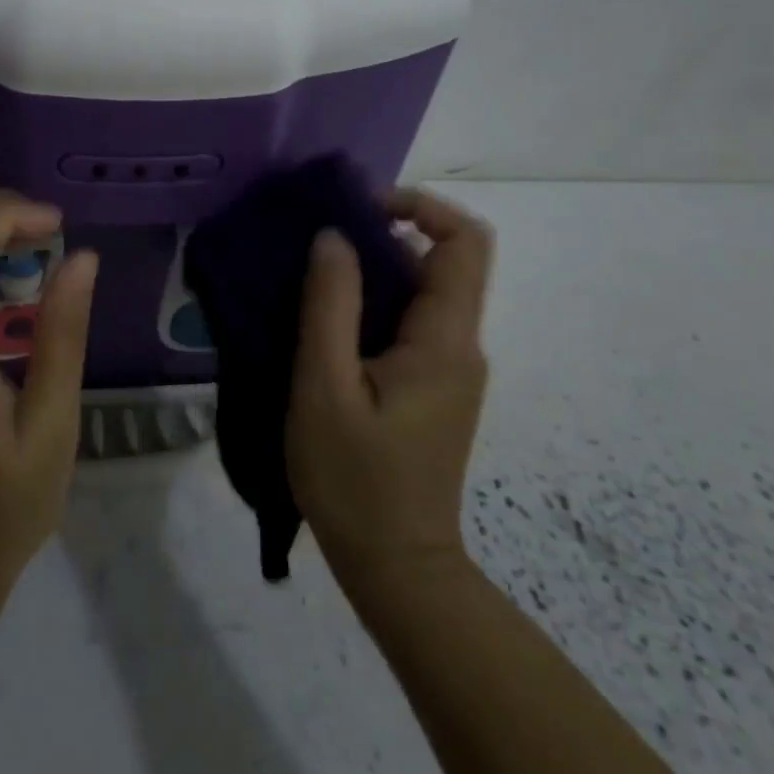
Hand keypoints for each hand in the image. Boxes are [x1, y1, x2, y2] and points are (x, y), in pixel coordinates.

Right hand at [286, 188, 494, 596]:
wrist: (395, 568)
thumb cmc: (355, 479)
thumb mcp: (326, 387)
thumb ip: (330, 305)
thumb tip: (334, 236)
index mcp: (444, 340)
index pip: (464, 241)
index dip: (420, 204)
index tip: (359, 205)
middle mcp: (459, 346)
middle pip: (441, 261)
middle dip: (382, 233)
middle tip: (317, 238)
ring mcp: (448, 369)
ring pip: (420, 291)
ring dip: (371, 269)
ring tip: (309, 272)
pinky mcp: (430, 388)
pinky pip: (408, 322)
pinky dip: (370, 303)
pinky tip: (322, 319)